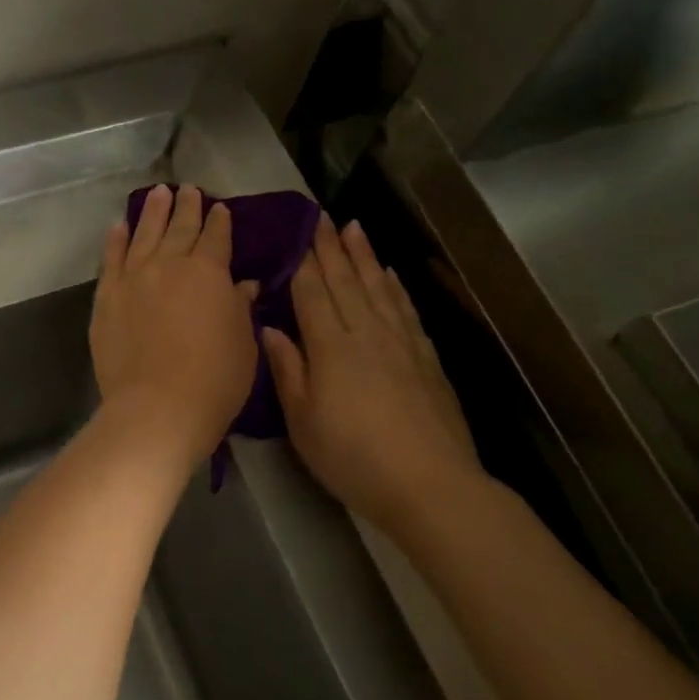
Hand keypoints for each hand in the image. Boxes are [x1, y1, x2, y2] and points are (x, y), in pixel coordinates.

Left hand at [90, 185, 259, 468]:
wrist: (157, 407)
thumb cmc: (214, 380)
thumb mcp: (243, 343)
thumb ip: (240, 307)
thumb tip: (243, 284)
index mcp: (209, 272)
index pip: (216, 237)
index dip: (219, 221)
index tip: (220, 208)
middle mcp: (169, 264)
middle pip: (179, 228)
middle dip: (186, 207)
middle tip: (188, 190)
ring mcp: (134, 278)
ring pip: (144, 234)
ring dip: (152, 211)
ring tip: (157, 193)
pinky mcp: (107, 297)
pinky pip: (111, 259)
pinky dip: (116, 239)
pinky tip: (119, 225)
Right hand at [263, 217, 479, 526]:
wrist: (429, 483)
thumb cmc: (352, 457)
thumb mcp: (302, 421)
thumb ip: (288, 370)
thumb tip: (269, 328)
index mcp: (331, 347)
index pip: (313, 293)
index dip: (304, 261)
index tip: (298, 231)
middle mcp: (366, 333)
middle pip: (346, 281)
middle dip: (332, 248)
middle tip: (322, 216)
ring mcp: (401, 343)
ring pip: (378, 288)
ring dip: (364, 256)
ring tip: (355, 227)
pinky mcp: (426, 359)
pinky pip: (406, 310)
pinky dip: (395, 287)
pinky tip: (389, 275)